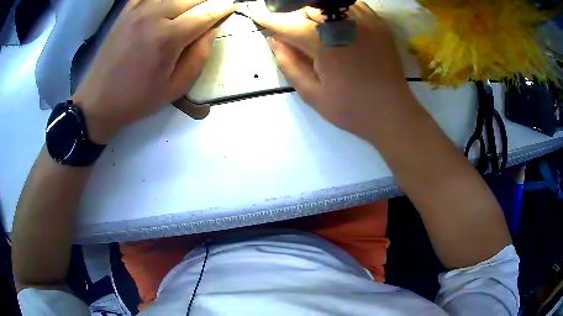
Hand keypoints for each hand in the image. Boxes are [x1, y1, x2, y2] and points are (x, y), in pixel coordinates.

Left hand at [72, 0, 236, 143]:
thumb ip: (199, 57)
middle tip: (213, 9)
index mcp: (168, 38)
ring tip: (192, 8)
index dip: (224, 8)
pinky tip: (166, 4)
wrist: (98, 102)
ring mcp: (137, 10)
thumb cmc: (137, 99)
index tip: (232, 6)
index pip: (206, 13)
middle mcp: (154, 16)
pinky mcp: (125, 11)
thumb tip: (211, 30)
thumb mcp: (175, 88)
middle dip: (208, 1)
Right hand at [250, 2, 415, 140]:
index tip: (256, 16)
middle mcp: (345, 25)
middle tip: (292, 34)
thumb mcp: (313, 95)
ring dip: (315, 12)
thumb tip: (275, 40)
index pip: (289, 25)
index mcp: (326, 44)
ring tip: (314, 29)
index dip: (270, 21)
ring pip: (330, 3)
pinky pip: (352, 5)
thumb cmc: (352, 110)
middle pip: (308, 8)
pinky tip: (336, 24)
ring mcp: (366, 21)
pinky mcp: (379, 24)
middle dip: (294, 18)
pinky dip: (338, 10)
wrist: (393, 113)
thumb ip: (289, 64)